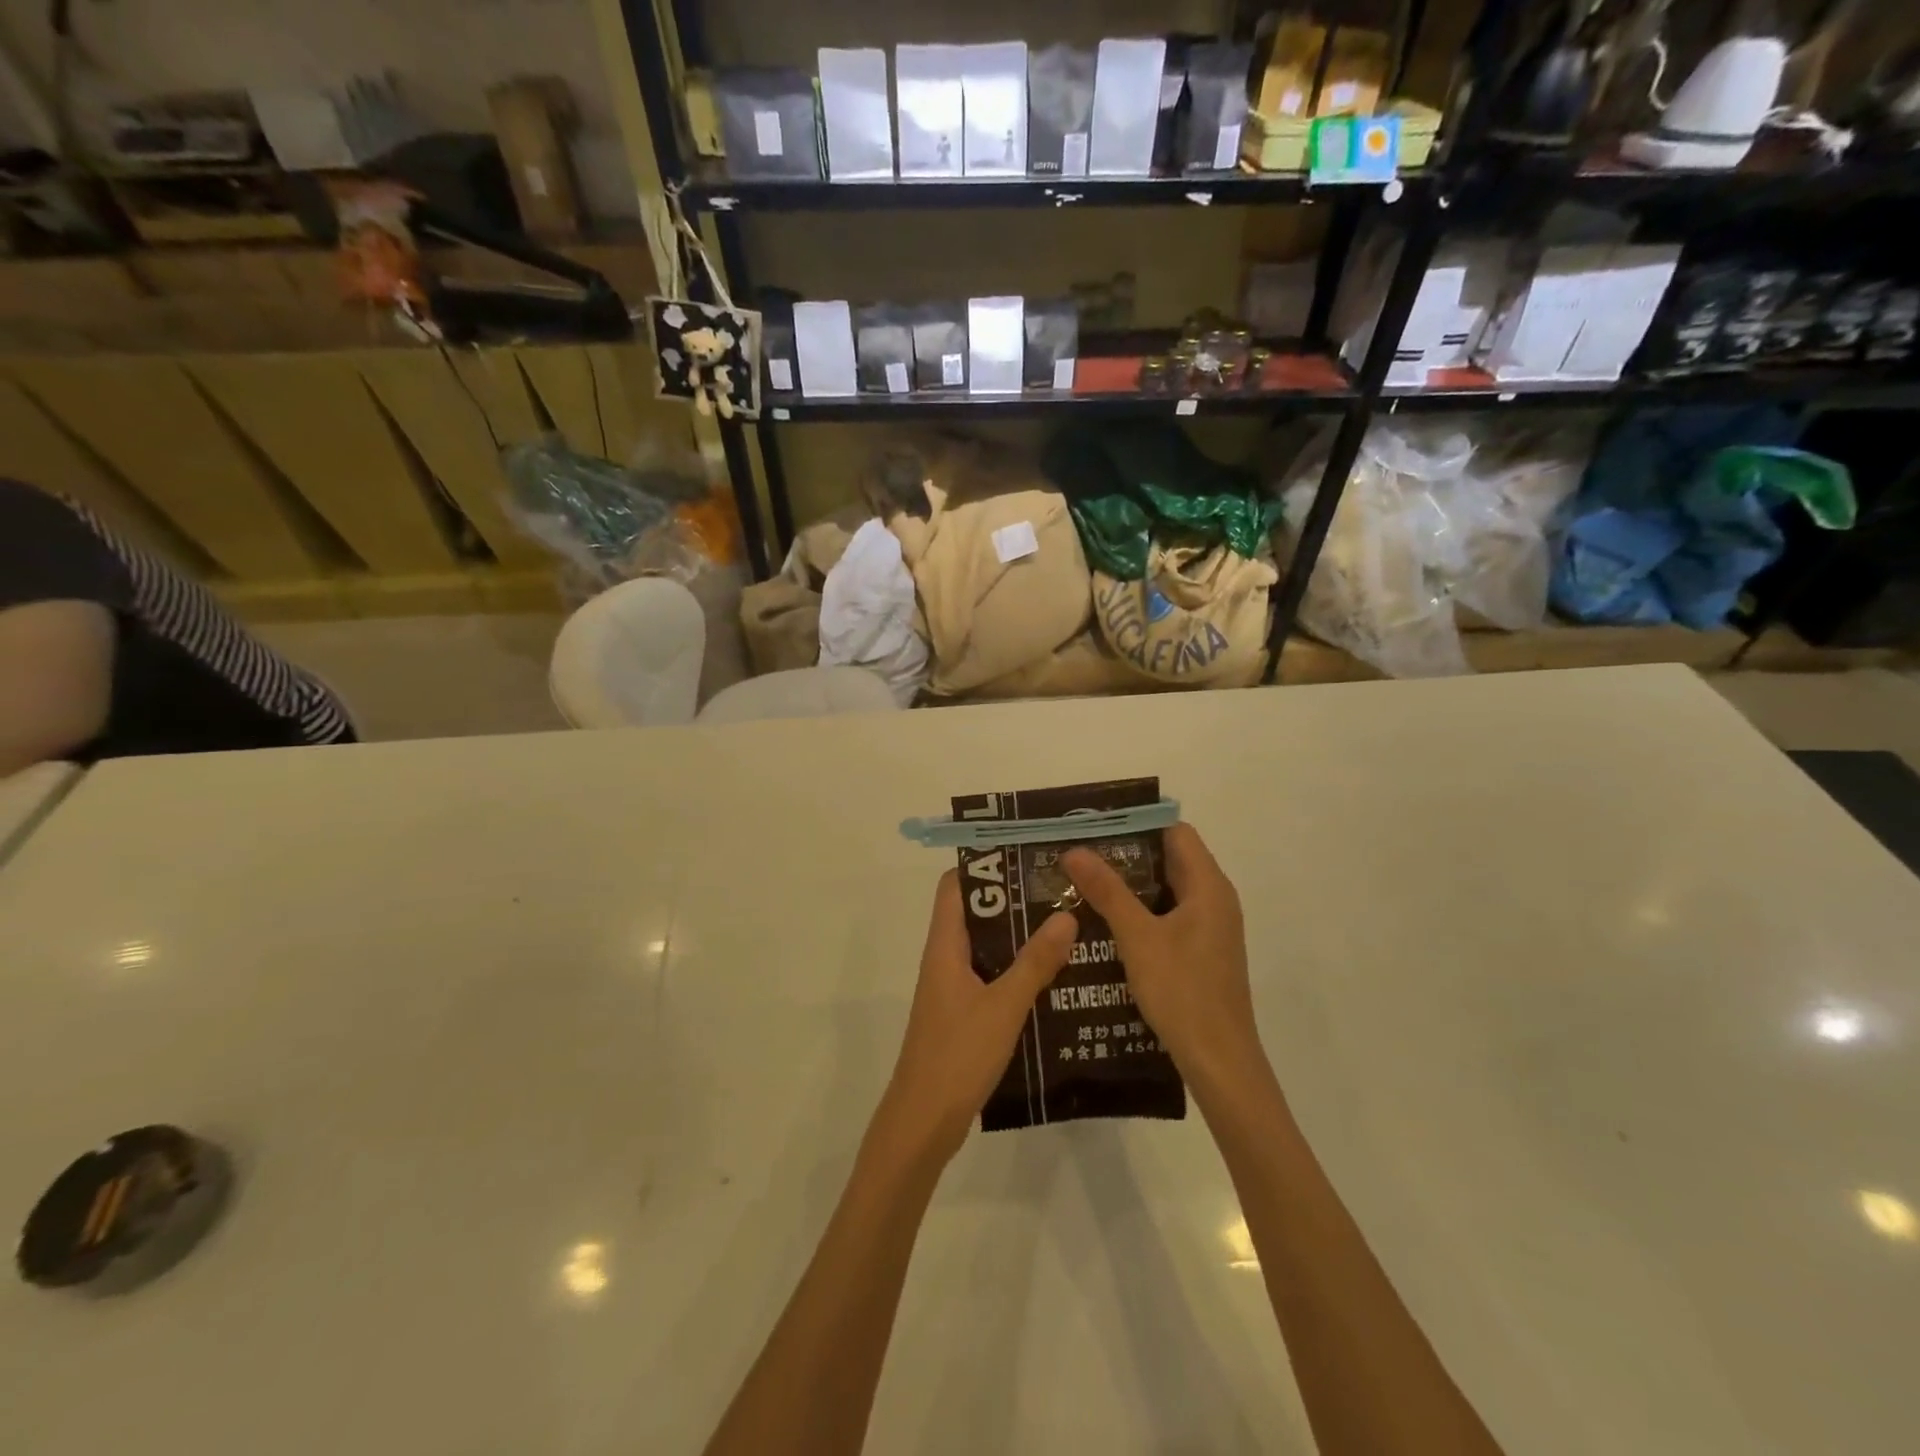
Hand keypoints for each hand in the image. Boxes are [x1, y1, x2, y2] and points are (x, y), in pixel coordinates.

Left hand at [874, 870, 1077, 1166]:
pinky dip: (1018, 970)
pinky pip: (992, 977)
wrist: (924, 1121)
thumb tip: (1065, 913)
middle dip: (1014, 900)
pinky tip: (1055, 976)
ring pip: (987, 947)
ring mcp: (953, 988)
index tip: (1025, 856)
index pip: (955, 886)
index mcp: (945, 946)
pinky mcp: (964, 1014)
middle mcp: (945, 959)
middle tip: (1059, 889)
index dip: (984, 865)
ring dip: (1020, 936)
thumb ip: (1035, 962)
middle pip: (976, 913)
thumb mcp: (1003, 1006)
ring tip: (1066, 925)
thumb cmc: (957, 1054)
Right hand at [1062, 824, 1265, 1095]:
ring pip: (1167, 890)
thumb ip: (1107, 891)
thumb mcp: (1137, 937)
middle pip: (1170, 859)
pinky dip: (1141, 912)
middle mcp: (1215, 900)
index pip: (1175, 832)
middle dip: (1126, 854)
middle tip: (1080, 855)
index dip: (1137, 824)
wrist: (1220, 1061)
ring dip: (1130, 886)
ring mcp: (1211, 928)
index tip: (1096, 827)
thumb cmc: (1182, 991)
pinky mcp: (1202, 952)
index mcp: (1208, 886)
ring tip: (1084, 884)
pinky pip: (1169, 916)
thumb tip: (1074, 849)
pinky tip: (1106, 924)